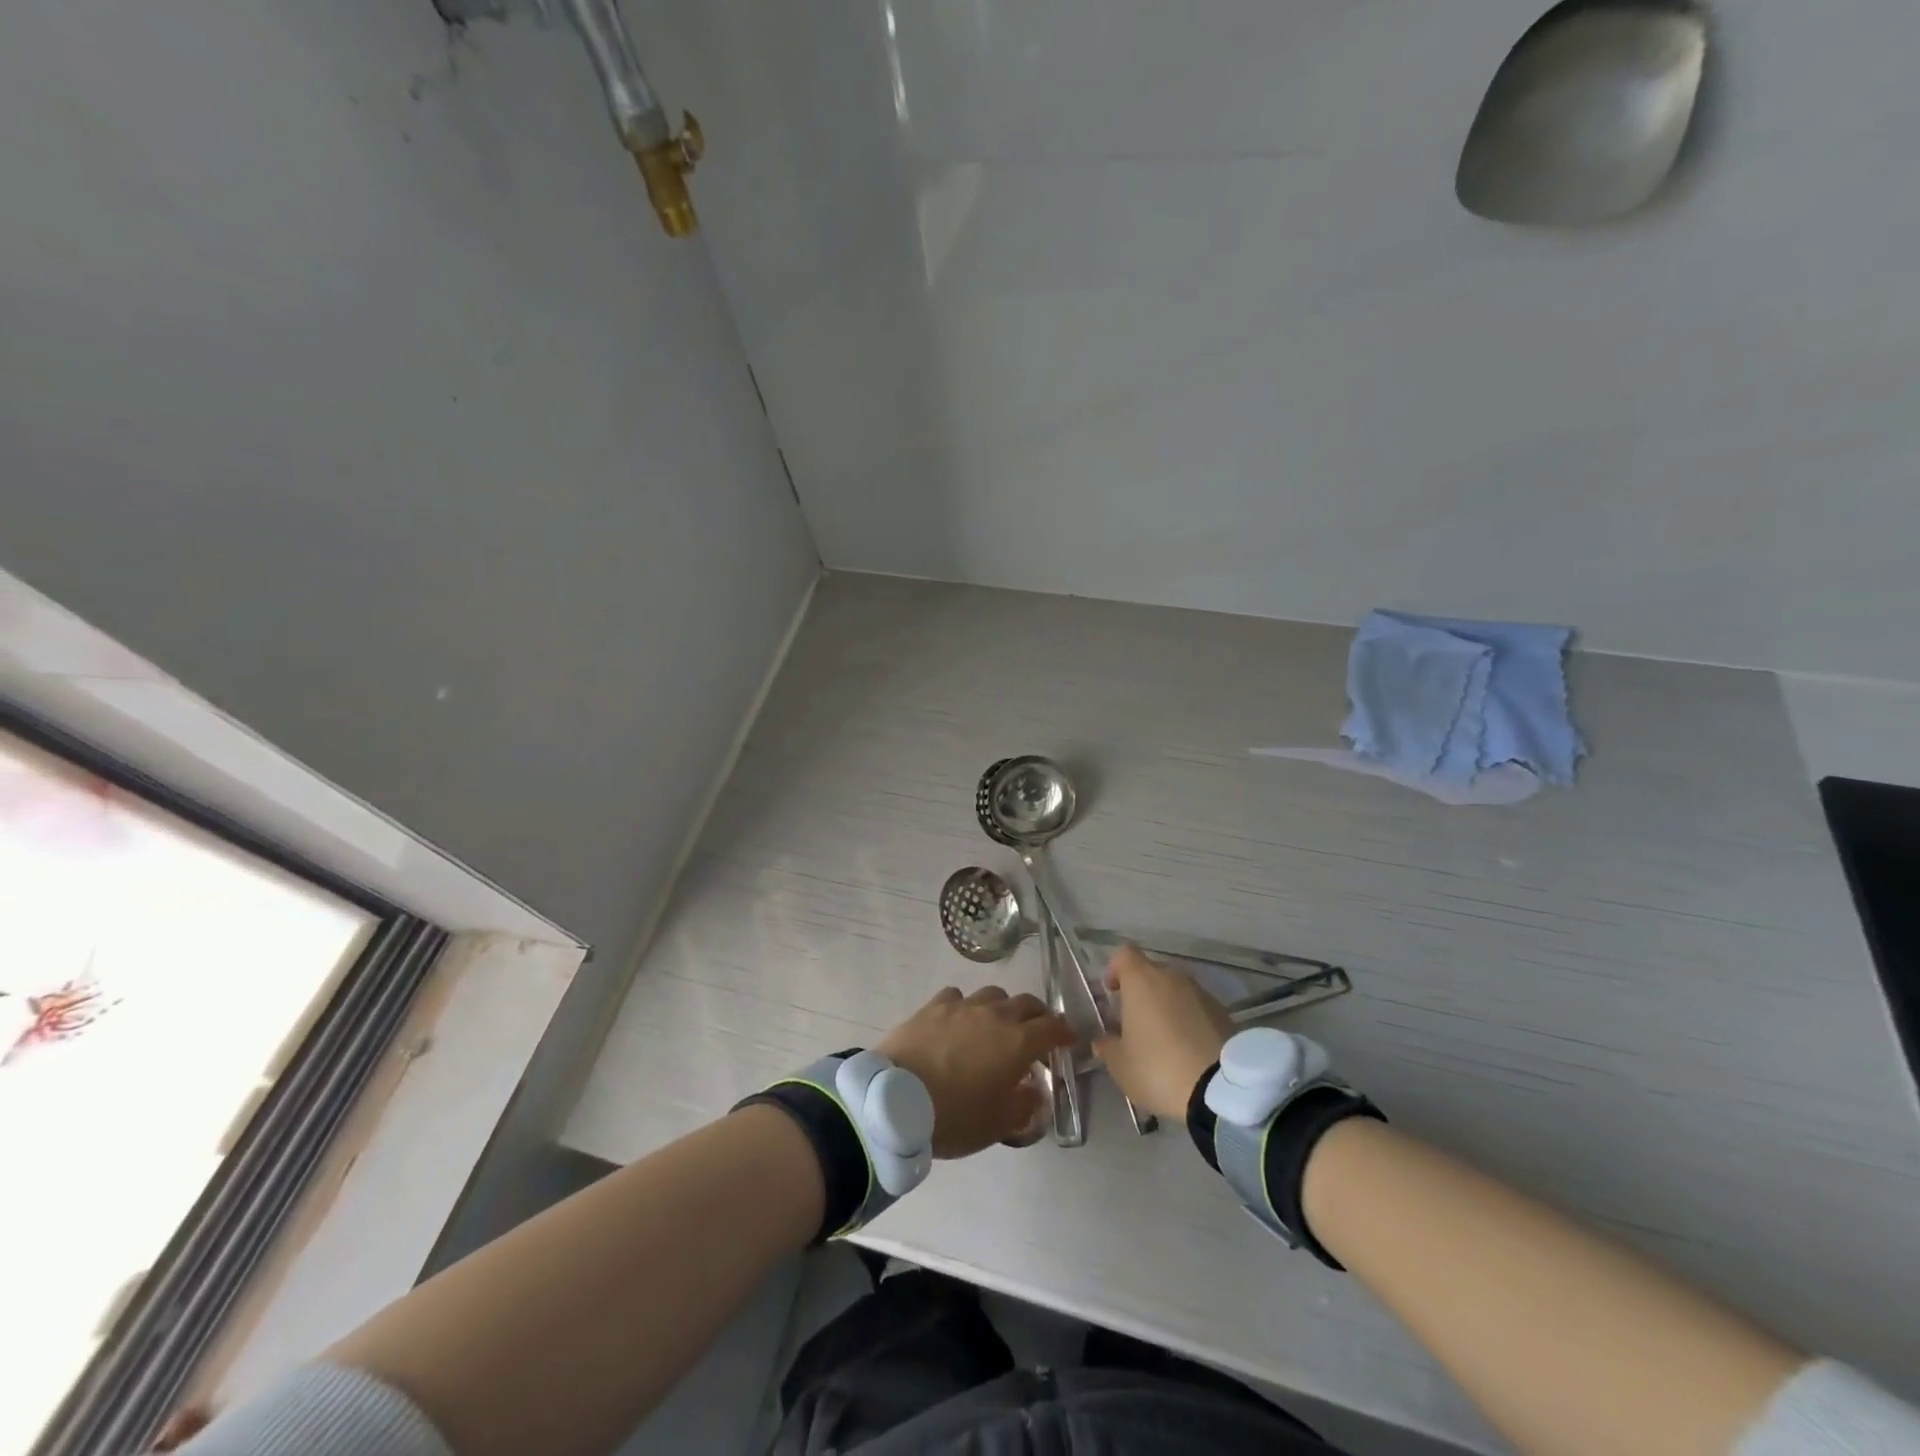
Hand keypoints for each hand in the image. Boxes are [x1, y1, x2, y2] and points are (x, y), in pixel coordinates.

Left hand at [877, 986, 1073, 1158]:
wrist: (896, 1100)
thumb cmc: (954, 1116)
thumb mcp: (998, 1124)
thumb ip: (1024, 1105)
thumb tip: (1034, 1091)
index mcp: (1018, 1042)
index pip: (1053, 1027)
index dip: (1065, 1032)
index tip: (1069, 1040)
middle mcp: (995, 1015)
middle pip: (1027, 1003)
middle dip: (1038, 1016)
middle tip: (1037, 1033)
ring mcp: (962, 1006)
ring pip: (993, 994)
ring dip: (1003, 1007)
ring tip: (997, 1025)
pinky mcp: (934, 1005)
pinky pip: (958, 997)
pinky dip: (966, 1006)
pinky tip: (959, 1020)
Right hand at [1093, 946, 1233, 1120]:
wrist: (1222, 1089)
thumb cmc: (1158, 1068)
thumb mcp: (1121, 1065)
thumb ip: (1107, 1047)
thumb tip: (1102, 1040)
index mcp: (1142, 980)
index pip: (1124, 955)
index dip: (1115, 970)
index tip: (1111, 993)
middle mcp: (1172, 977)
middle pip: (1151, 972)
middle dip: (1141, 992)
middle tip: (1135, 1022)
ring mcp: (1201, 993)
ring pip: (1176, 991)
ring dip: (1166, 1007)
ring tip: (1162, 1039)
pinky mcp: (1224, 1013)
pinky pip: (1197, 1008)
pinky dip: (1188, 1020)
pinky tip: (1187, 1049)